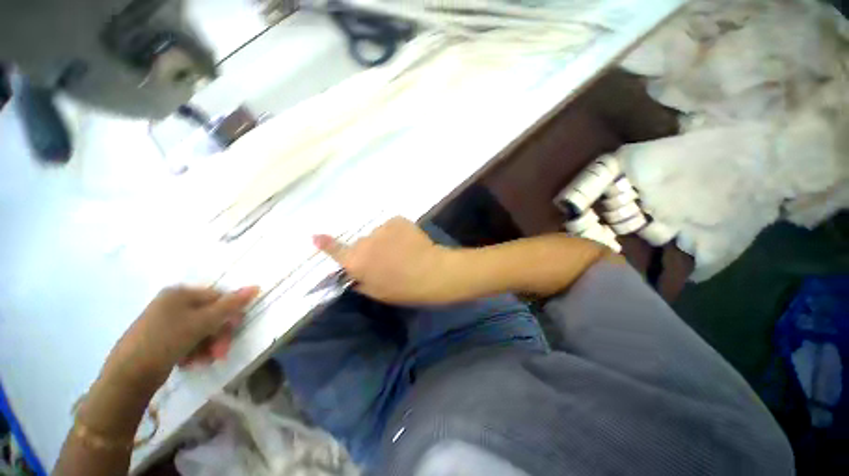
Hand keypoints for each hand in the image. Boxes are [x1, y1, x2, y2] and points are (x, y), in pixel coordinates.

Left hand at [102, 286, 259, 391]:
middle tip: (219, 354)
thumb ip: (230, 305)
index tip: (233, 332)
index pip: (218, 298)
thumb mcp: (202, 323)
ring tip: (204, 362)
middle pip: (210, 315)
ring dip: (208, 346)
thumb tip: (256, 287)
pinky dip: (195, 352)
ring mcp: (166, 321)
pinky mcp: (162, 339)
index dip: (229, 315)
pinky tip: (192, 363)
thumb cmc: (165, 342)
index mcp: (180, 293)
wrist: (127, 376)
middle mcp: (173, 304)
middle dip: (218, 336)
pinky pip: (188, 341)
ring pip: (201, 331)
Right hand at [314, 217, 460, 303]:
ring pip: (378, 234)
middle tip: (388, 259)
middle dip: (370, 250)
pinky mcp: (397, 220)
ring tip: (402, 250)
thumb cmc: (404, 288)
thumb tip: (355, 272)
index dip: (326, 245)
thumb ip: (360, 281)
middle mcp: (364, 242)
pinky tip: (408, 241)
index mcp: (356, 262)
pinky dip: (397, 232)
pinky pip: (392, 226)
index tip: (316, 236)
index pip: (336, 251)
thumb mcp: (377, 292)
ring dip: (385, 240)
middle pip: (361, 243)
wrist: (432, 272)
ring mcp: (381, 228)